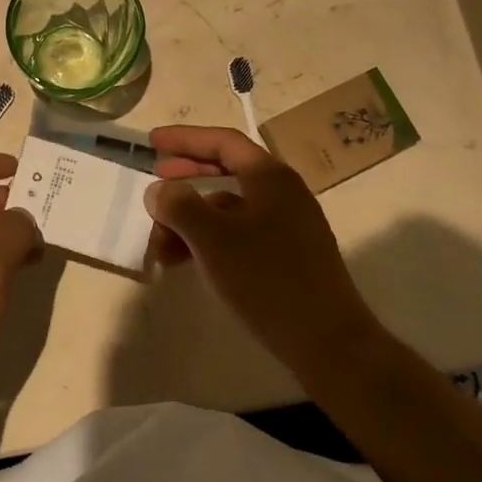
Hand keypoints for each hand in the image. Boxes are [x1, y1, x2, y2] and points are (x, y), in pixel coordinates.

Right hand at [146, 125, 380, 377]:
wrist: (329, 343)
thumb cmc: (268, 281)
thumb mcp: (213, 239)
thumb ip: (180, 206)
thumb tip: (160, 190)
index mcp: (270, 177)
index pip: (223, 142)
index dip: (185, 138)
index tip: (153, 142)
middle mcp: (282, 194)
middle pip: (226, 171)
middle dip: (186, 177)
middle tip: (155, 184)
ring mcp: (288, 226)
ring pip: (229, 208)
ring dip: (192, 218)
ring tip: (159, 240)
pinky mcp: (287, 256)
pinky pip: (239, 234)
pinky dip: (209, 240)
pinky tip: (185, 261)